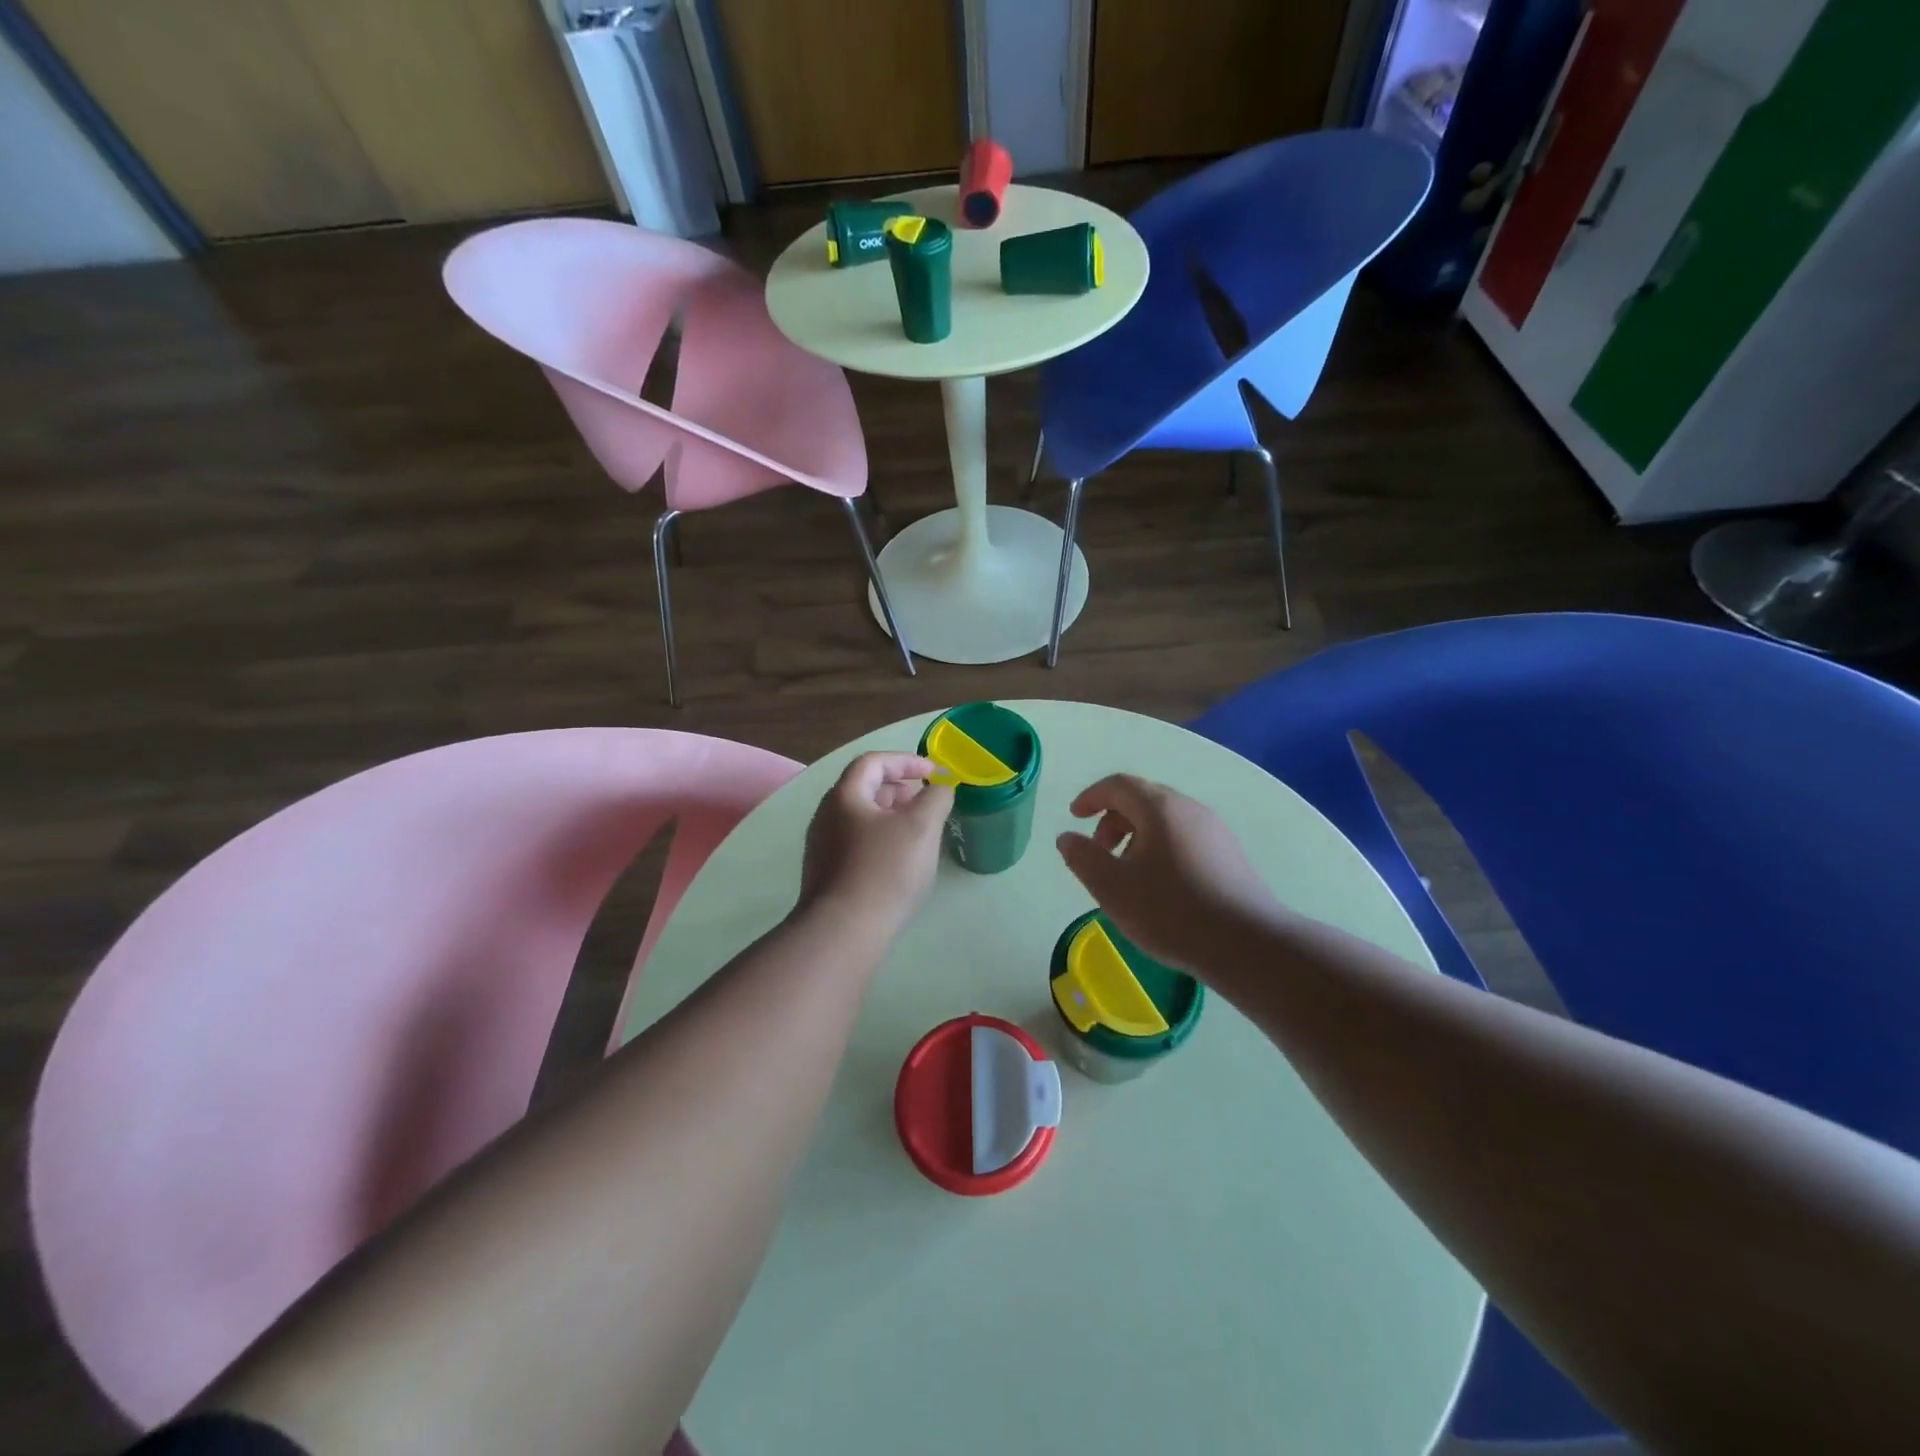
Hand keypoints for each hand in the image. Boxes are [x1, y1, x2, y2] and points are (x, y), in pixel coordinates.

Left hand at [799, 752, 952, 937]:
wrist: (843, 932)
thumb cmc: (884, 870)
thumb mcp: (921, 827)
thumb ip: (936, 798)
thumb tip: (940, 787)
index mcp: (845, 795)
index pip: (873, 762)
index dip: (906, 761)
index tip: (935, 773)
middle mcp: (826, 815)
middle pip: (864, 788)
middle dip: (899, 788)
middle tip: (927, 801)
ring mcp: (822, 847)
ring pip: (861, 818)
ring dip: (891, 815)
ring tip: (918, 831)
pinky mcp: (826, 874)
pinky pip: (856, 843)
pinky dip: (881, 839)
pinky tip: (900, 862)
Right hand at [1056, 774, 1278, 971]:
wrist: (1247, 944)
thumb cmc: (1171, 911)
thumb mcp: (1112, 888)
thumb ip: (1083, 858)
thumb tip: (1067, 837)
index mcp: (1160, 808)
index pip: (1119, 784)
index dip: (1092, 796)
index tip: (1074, 816)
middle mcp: (1190, 809)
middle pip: (1143, 799)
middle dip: (1113, 819)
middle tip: (1099, 851)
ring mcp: (1215, 831)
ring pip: (1165, 820)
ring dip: (1136, 836)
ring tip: (1127, 874)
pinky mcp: (1229, 855)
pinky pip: (1184, 837)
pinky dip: (1160, 848)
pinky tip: (1159, 886)